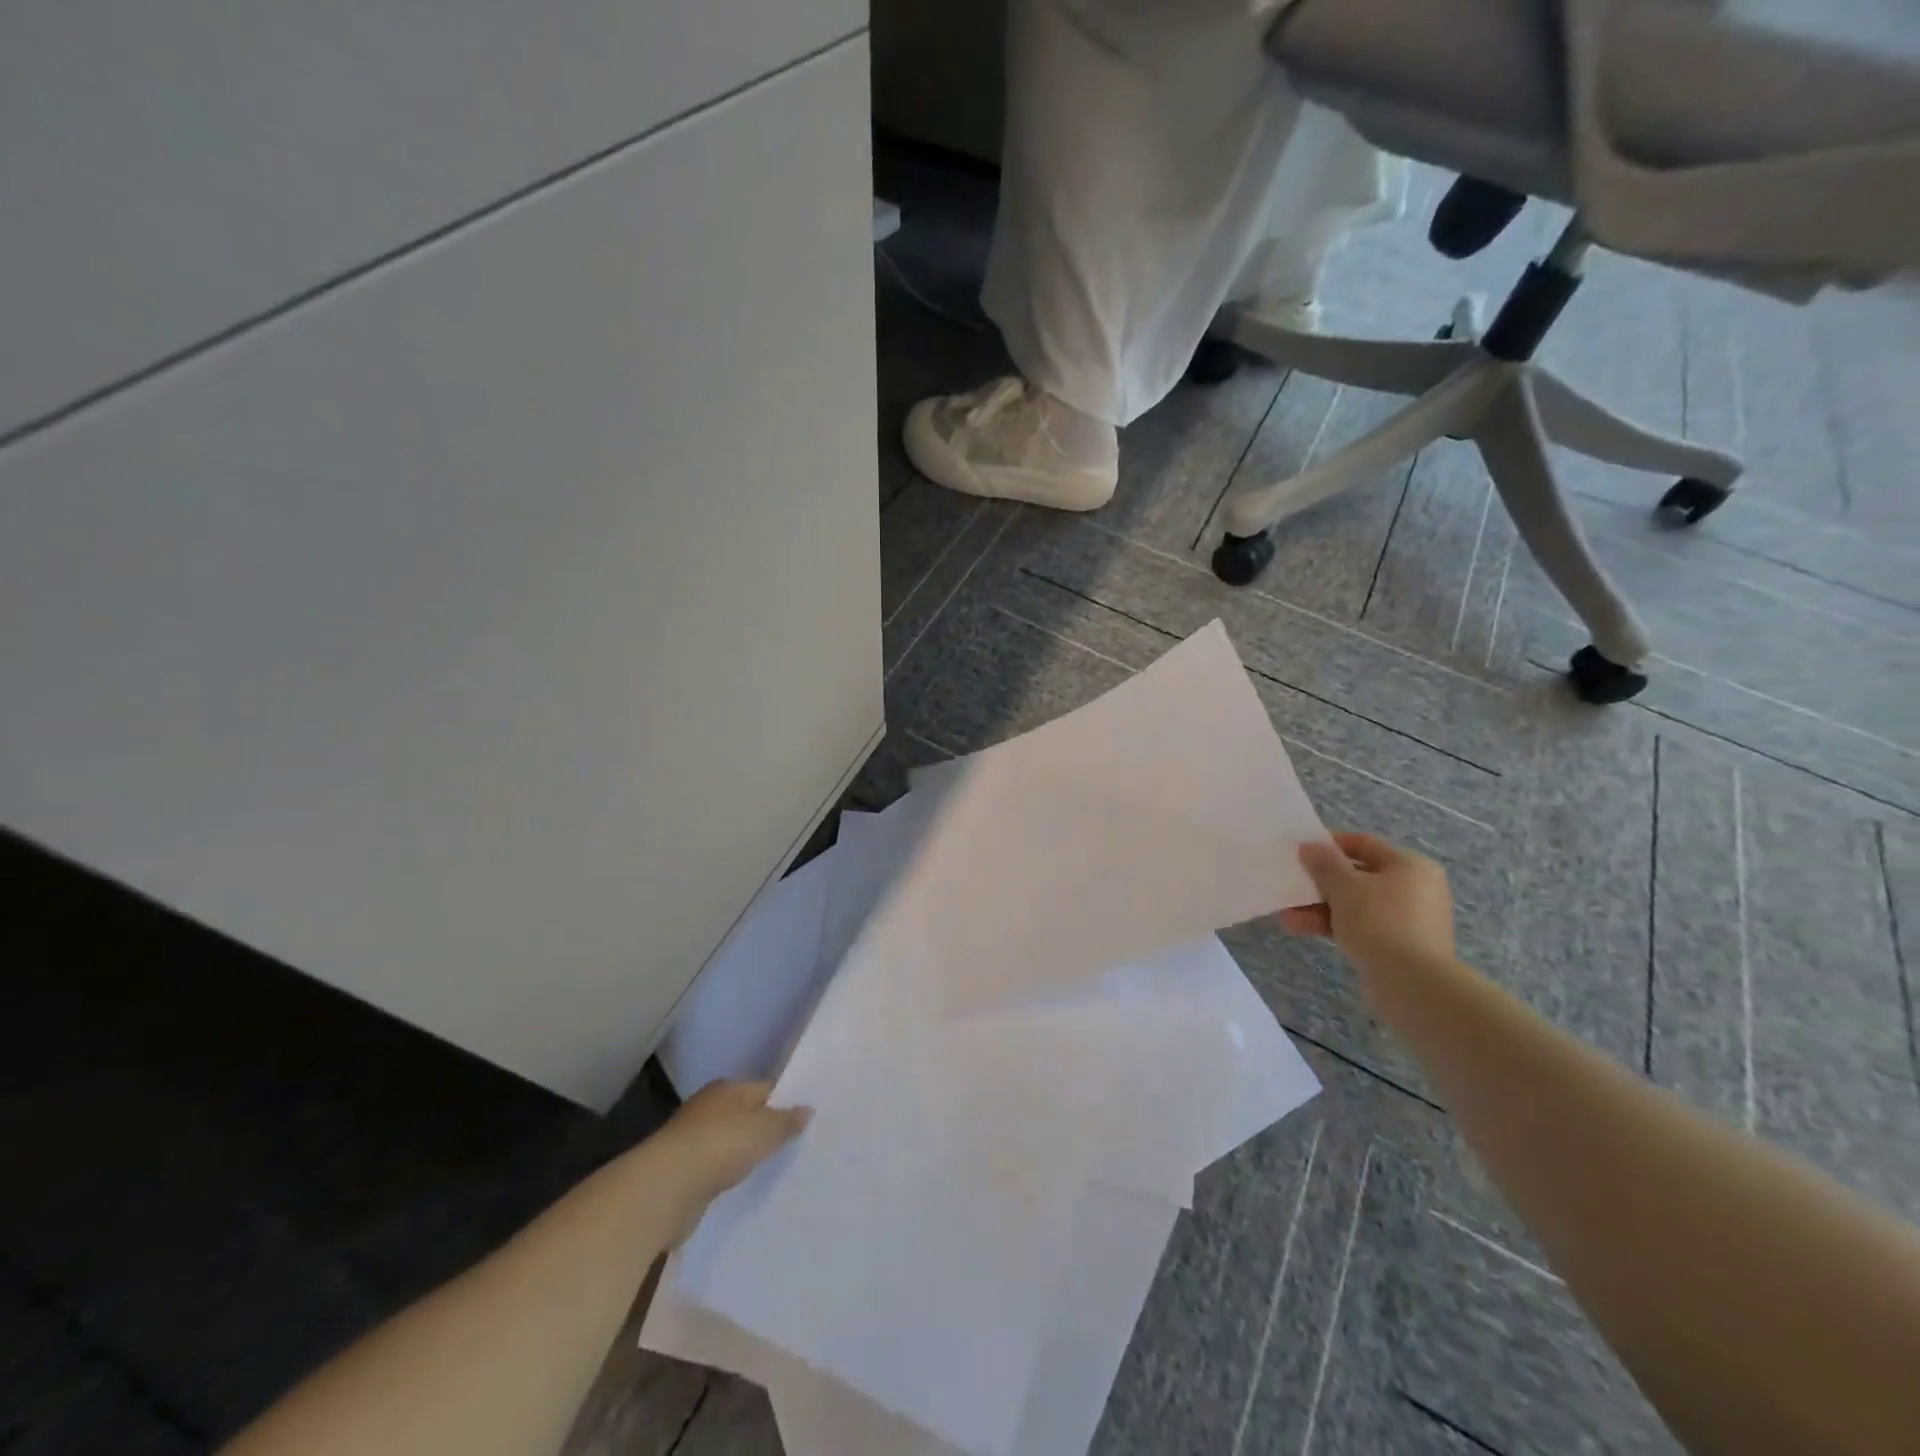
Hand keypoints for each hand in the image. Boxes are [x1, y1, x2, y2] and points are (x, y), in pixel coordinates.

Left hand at [647, 1080, 809, 1236]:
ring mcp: (690, 1140)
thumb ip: (787, 1120)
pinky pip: (713, 1169)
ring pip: (727, 1143)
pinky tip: (739, 1187)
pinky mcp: (681, 1172)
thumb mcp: (766, 1129)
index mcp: (726, 1088)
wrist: (667, 1188)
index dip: (784, 1102)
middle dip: (762, 1129)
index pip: (763, 1089)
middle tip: (790, 1145)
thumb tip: (807, 1109)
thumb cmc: (721, 1144)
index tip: (803, 1119)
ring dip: (742, 1155)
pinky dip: (724, 1176)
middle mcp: (707, 1107)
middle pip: (744, 1115)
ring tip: (768, 1169)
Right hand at [1280, 831, 1455, 984]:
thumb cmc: (1380, 922)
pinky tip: (1301, 929)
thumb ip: (1324, 862)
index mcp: (1410, 866)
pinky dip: (1333, 925)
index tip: (1299, 851)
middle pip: (1357, 876)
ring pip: (1355, 904)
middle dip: (1319, 882)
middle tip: (1290, 885)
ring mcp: (1408, 920)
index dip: (1329, 844)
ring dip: (1319, 907)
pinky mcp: (1398, 946)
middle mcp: (1414, 888)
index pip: (1363, 844)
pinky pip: (1360, 926)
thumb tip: (1310, 846)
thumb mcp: (1344, 886)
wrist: (1413, 985)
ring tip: (1287, 915)